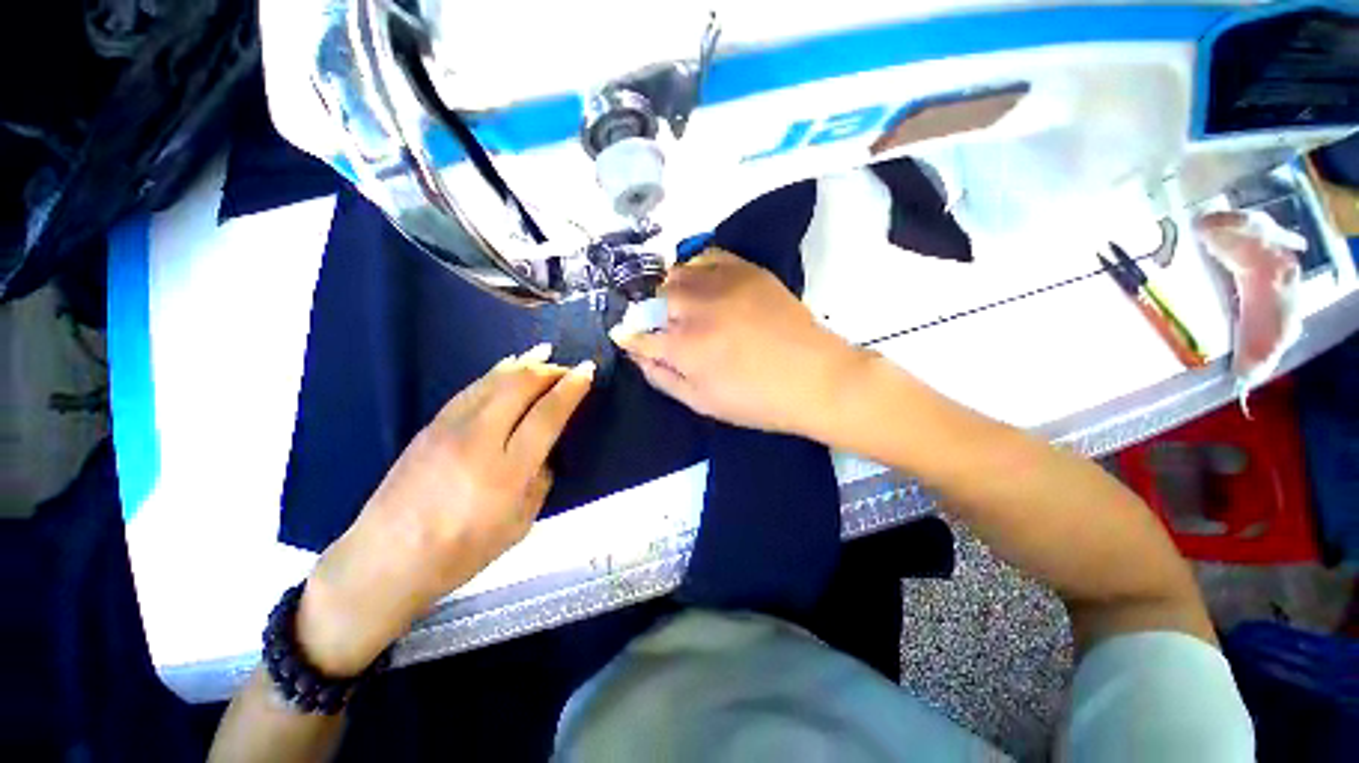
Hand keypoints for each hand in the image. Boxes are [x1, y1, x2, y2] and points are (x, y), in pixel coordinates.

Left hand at [296, 344, 593, 675]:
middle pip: (520, 386)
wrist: (385, 561)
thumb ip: (540, 480)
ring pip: (494, 380)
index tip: (587, 371)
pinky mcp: (430, 426)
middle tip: (568, 368)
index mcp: (506, 471)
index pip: (547, 414)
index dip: (571, 388)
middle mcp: (478, 440)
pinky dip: (497, 372)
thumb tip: (546, 451)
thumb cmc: (461, 552)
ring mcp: (449, 428)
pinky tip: (507, 366)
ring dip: (524, 364)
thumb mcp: (520, 524)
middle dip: (550, 370)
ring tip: (544, 353)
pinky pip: (473, 388)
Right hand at [611, 249, 865, 436]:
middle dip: (651, 314)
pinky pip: (708, 256)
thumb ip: (663, 377)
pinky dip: (698, 269)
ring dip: (671, 290)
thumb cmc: (757, 401)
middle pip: (654, 297)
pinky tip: (705, 285)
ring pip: (677, 273)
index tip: (634, 340)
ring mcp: (723, 284)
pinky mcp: (748, 270)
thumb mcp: (703, 403)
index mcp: (685, 348)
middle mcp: (698, 309)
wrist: (816, 378)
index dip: (632, 338)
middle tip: (666, 328)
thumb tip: (638, 354)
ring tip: (685, 306)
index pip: (638, 334)